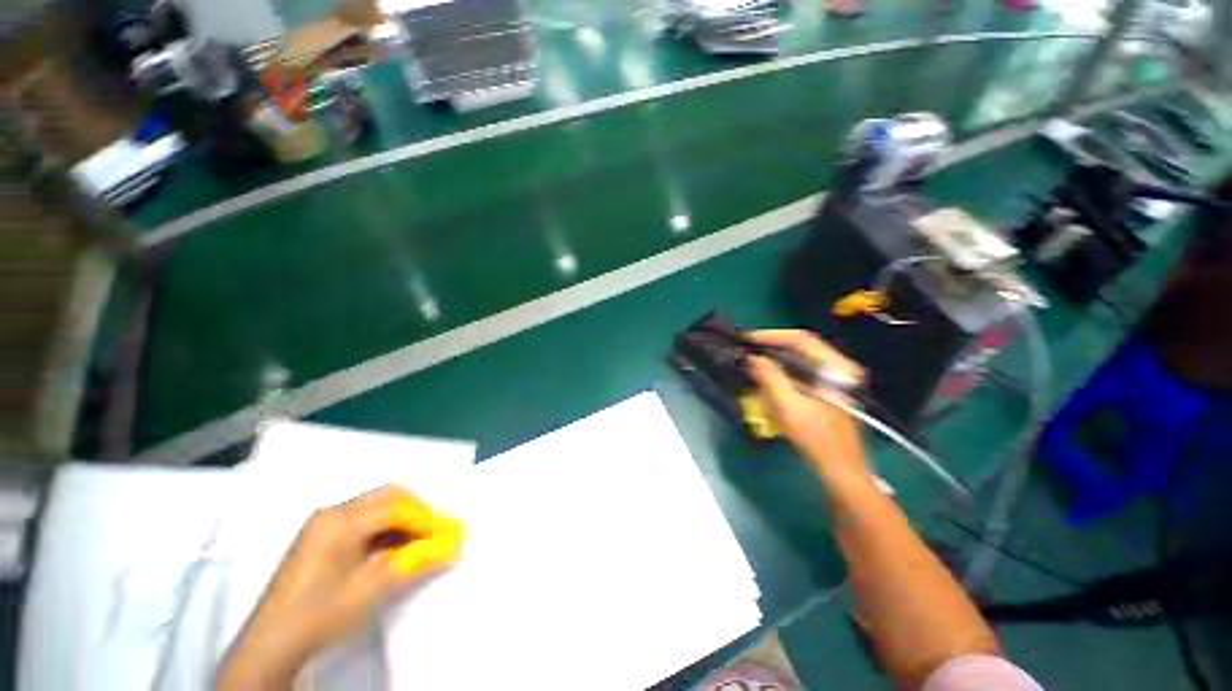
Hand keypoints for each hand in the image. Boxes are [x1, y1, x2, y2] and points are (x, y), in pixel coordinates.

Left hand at [216, 485, 462, 690]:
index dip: (427, 518)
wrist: (272, 645)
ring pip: (377, 506)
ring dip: (403, 520)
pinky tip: (395, 549)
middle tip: (436, 532)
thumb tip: (451, 544)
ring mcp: (324, 523)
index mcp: (340, 521)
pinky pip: (364, 520)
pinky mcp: (321, 536)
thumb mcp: (371, 589)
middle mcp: (332, 513)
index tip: (450, 532)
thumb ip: (414, 561)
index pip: (396, 508)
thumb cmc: (320, 614)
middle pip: (388, 497)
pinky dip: (386, 529)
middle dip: (418, 512)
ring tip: (420, 542)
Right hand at [745, 330, 872, 486]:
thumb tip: (754, 358)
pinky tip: (768, 380)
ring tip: (754, 364)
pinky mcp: (829, 391)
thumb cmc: (817, 438)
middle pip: (801, 347)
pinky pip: (802, 373)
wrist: (840, 469)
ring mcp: (836, 380)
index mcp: (837, 367)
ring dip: (776, 360)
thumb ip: (770, 377)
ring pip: (800, 360)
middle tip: (748, 351)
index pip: (802, 339)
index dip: (772, 336)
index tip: (748, 340)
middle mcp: (840, 368)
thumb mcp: (789, 406)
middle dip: (772, 348)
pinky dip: (783, 374)